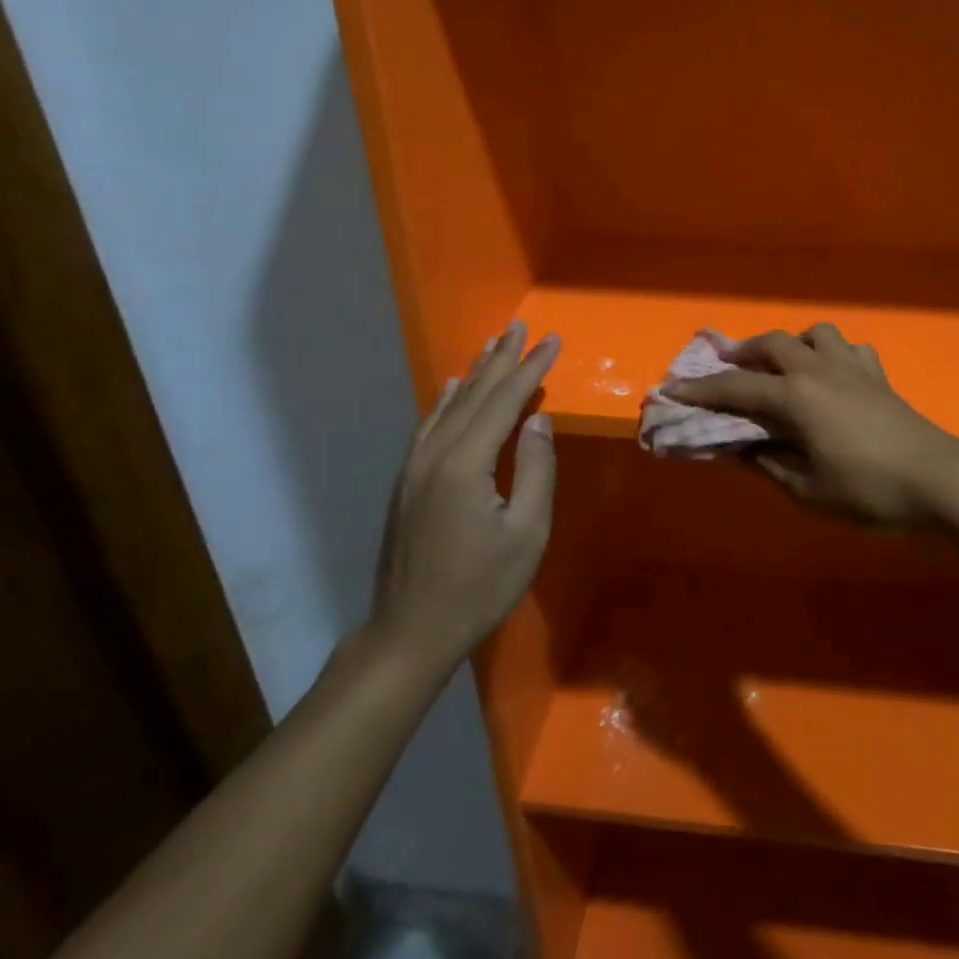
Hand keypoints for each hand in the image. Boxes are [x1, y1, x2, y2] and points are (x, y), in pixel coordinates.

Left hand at [368, 321, 559, 668]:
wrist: (410, 632)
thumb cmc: (478, 587)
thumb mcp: (526, 534)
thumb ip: (536, 470)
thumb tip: (539, 420)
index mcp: (465, 464)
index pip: (504, 401)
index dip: (530, 368)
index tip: (552, 340)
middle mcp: (434, 453)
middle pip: (473, 393)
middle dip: (501, 358)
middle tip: (521, 326)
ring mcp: (414, 466)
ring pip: (449, 405)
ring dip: (474, 372)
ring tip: (494, 343)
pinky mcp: (406, 481)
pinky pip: (429, 425)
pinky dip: (445, 399)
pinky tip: (450, 386)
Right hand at [664, 324, 958, 528]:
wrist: (937, 478)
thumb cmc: (868, 489)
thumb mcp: (807, 489)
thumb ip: (768, 463)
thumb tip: (740, 447)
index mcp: (795, 398)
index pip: (735, 389)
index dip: (700, 390)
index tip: (670, 388)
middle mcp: (818, 370)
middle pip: (771, 344)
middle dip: (741, 353)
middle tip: (724, 367)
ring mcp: (852, 367)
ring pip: (814, 333)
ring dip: (791, 343)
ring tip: (784, 367)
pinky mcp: (878, 375)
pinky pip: (849, 349)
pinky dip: (832, 354)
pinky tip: (833, 376)